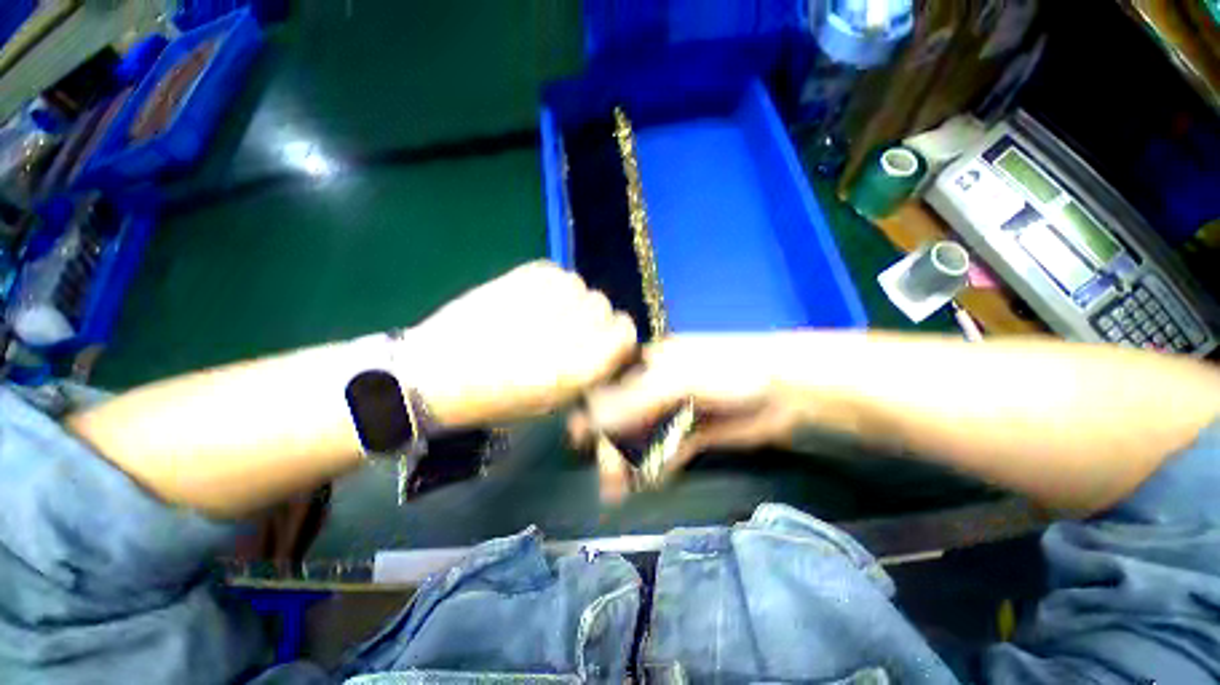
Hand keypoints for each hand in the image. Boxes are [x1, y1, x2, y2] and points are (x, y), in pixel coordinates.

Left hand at [405, 261, 636, 425]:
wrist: (436, 376)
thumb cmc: (498, 400)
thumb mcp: (554, 402)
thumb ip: (589, 370)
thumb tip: (607, 344)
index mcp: (578, 369)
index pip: (625, 332)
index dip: (617, 336)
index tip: (602, 341)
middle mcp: (566, 332)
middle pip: (604, 305)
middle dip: (592, 317)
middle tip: (568, 328)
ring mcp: (541, 301)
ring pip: (580, 285)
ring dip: (569, 299)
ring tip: (544, 314)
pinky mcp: (517, 278)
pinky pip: (555, 272)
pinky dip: (549, 284)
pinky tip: (530, 300)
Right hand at [574, 334, 809, 482]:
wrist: (786, 388)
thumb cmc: (727, 370)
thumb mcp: (679, 380)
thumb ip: (635, 400)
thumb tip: (590, 418)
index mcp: (650, 363)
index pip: (612, 388)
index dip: (595, 412)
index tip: (579, 438)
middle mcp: (658, 385)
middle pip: (627, 417)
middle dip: (615, 446)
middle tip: (608, 478)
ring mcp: (677, 410)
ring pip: (645, 437)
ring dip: (634, 461)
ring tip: (621, 490)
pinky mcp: (695, 431)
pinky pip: (669, 450)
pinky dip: (659, 464)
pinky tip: (653, 479)